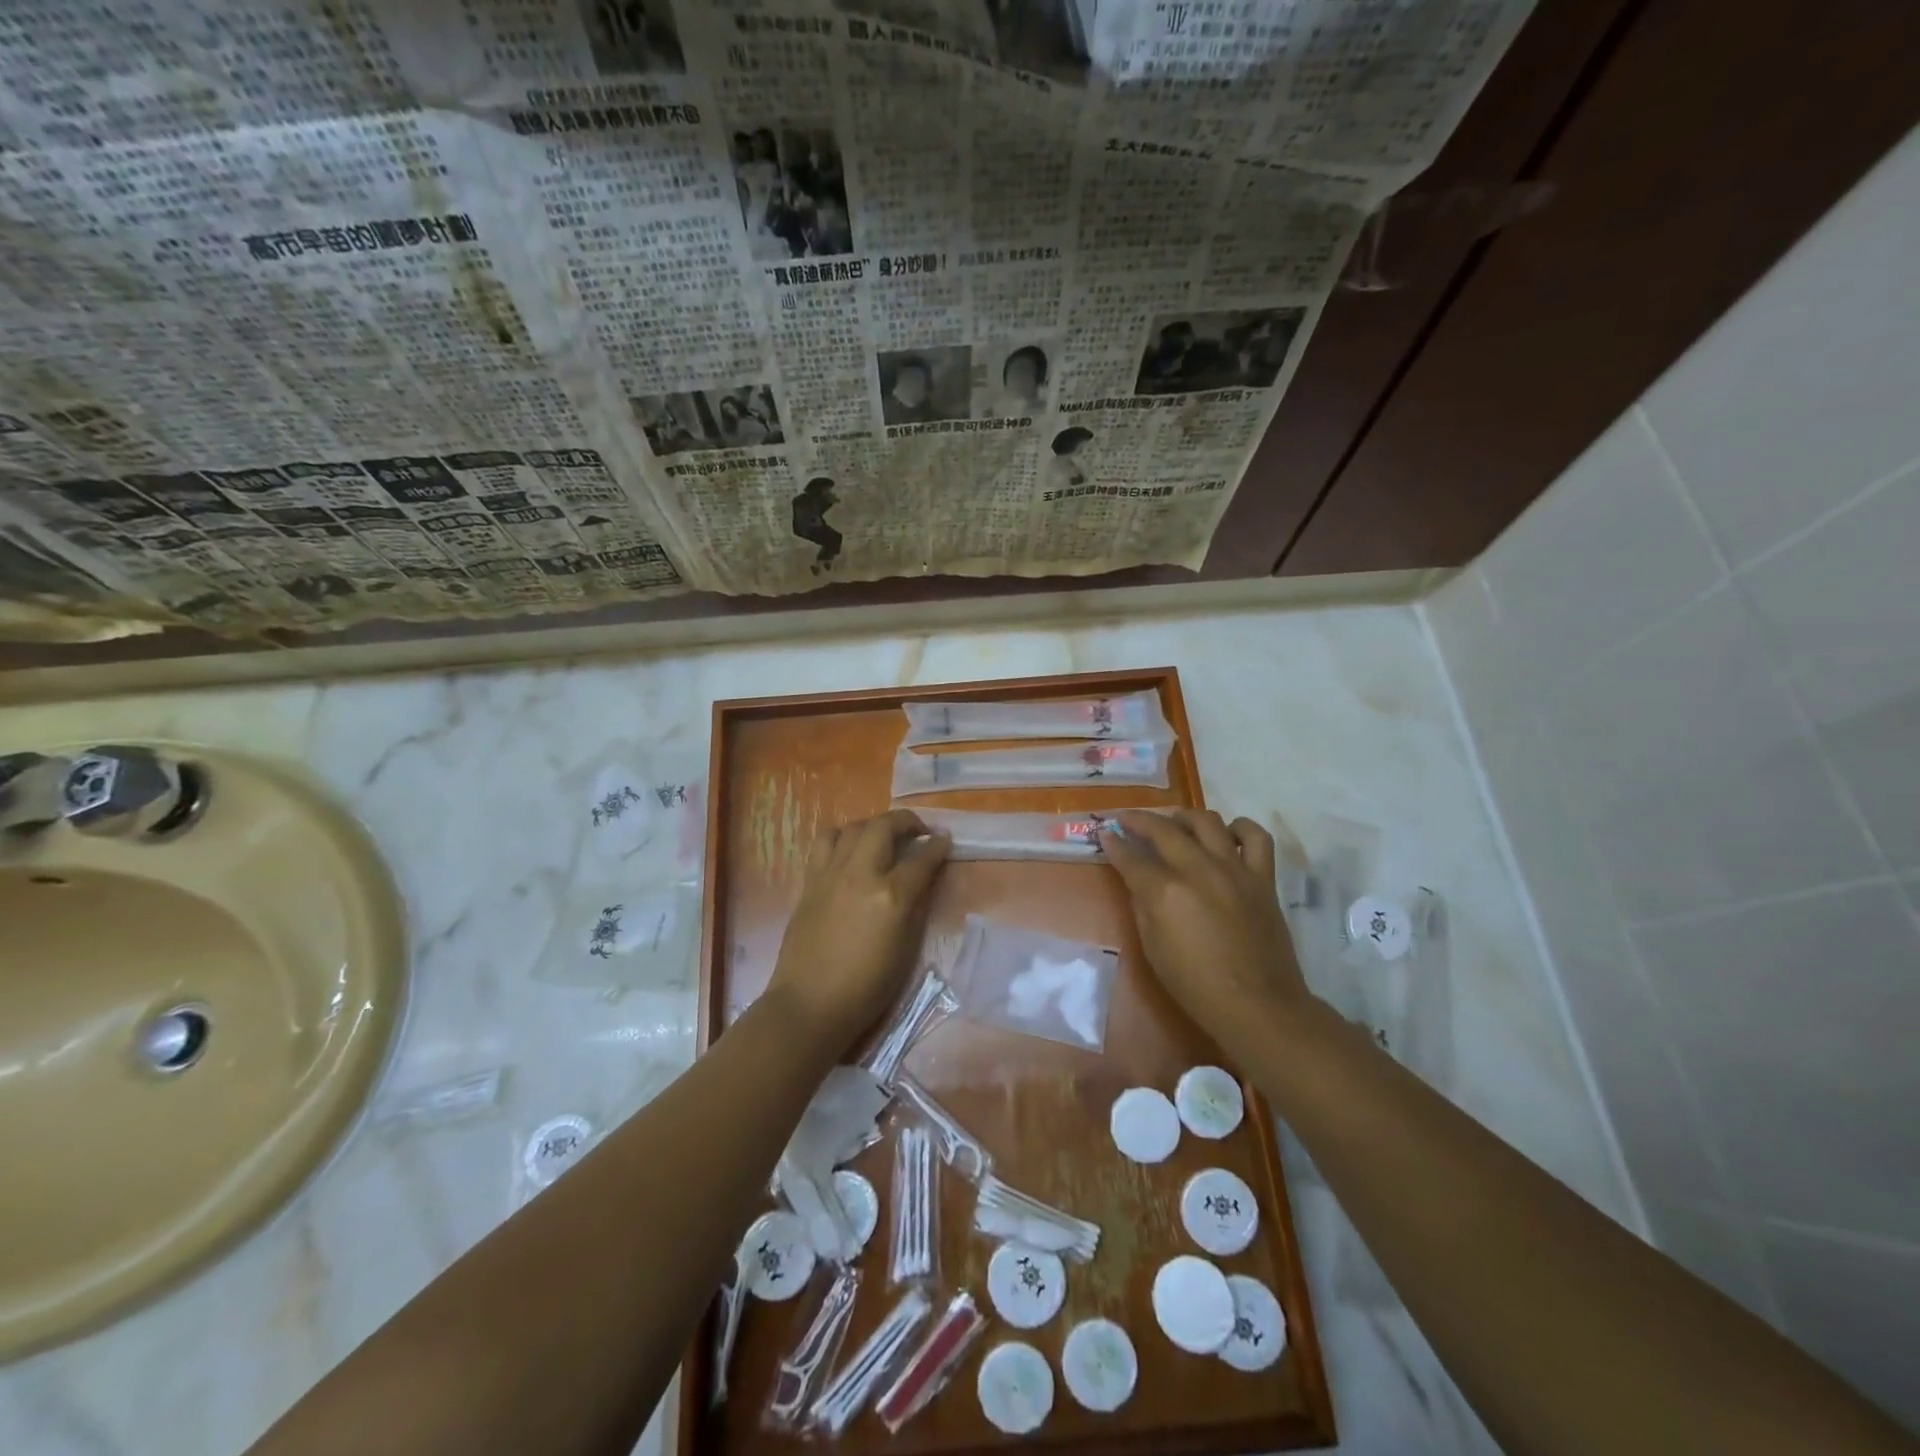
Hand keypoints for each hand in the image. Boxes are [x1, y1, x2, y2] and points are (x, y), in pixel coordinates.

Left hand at [766, 809, 950, 1054]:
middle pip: (884, 826)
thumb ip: (915, 906)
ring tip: (881, 837)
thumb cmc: (866, 987)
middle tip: (917, 832)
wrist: (810, 1004)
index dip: (938, 846)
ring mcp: (830, 874)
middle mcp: (860, 875)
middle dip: (906, 822)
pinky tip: (849, 850)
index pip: (922, 859)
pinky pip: (824, 842)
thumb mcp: (905, 949)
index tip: (945, 840)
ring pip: (852, 827)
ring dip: (872, 825)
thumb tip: (923, 879)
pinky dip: (842, 837)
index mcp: (891, 897)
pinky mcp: (810, 882)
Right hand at [1098, 809, 1310, 1043]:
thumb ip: (1143, 906)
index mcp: (1165, 891)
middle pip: (1163, 829)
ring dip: (1185, 817)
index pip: (1131, 856)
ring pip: (1207, 821)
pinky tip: (1227, 835)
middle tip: (1128, 819)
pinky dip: (1240, 829)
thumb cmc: (1195, 985)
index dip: (1114, 843)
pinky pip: (1256, 837)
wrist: (1256, 1004)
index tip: (1105, 833)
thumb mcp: (1152, 948)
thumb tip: (1139, 881)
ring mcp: (1234, 869)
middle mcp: (1198, 870)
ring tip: (1175, 822)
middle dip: (1140, 820)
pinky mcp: (1262, 878)